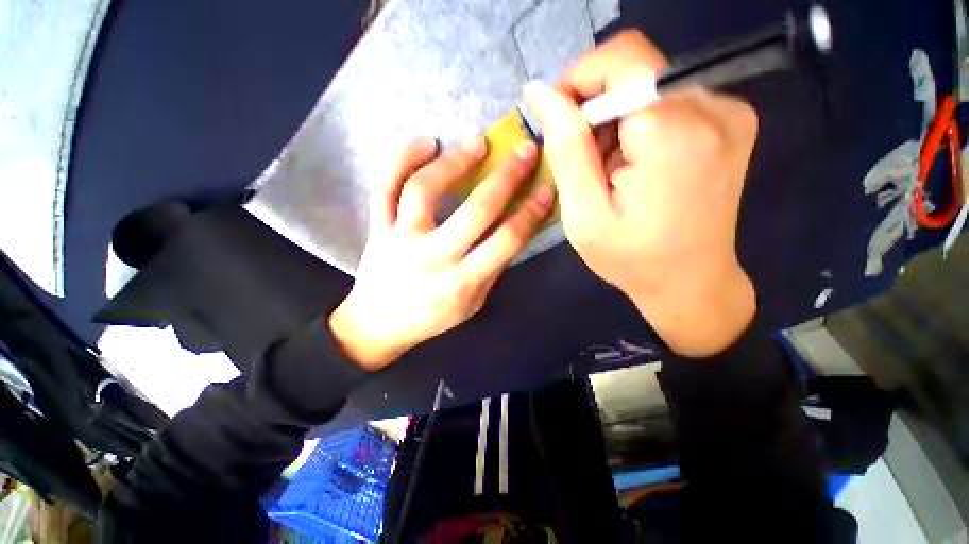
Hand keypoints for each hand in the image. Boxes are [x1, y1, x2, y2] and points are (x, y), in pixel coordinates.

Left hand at [329, 137, 554, 370]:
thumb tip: (513, 229)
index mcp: (462, 282)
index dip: (531, 212)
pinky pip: (384, 186)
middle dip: (506, 177)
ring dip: (454, 161)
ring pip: (425, 189)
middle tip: (524, 149)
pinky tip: (425, 143)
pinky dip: (401, 159)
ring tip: (476, 143)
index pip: (506, 240)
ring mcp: (401, 239)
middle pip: (475, 209)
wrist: (377, 326)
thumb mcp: (472, 304)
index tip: (547, 187)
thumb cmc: (431, 319)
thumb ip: (492, 269)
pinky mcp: (377, 227)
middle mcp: (433, 257)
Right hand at [524, 31, 758, 356]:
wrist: (691, 282)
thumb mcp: (584, 214)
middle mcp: (713, 107)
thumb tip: (541, 93)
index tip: (559, 124)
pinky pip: (668, 100)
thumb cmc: (632, 258)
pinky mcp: (730, 121)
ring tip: (610, 172)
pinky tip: (635, 166)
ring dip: (616, 123)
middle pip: (634, 71)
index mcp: (673, 131)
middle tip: (585, 163)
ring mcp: (728, 112)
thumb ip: (566, 150)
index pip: (620, 60)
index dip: (579, 81)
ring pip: (648, 86)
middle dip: (595, 110)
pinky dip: (639, 126)